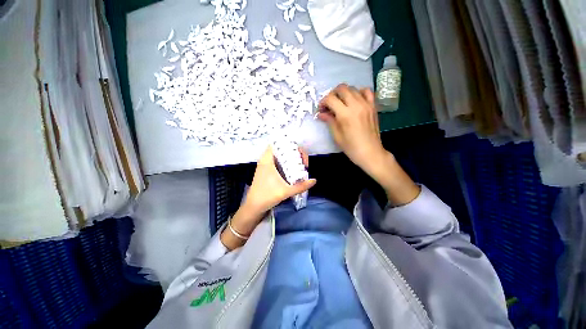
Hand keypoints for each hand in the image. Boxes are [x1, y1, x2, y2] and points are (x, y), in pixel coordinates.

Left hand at [221, 146, 315, 249]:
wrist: (253, 208)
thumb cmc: (266, 197)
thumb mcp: (285, 191)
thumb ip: (301, 186)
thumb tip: (314, 181)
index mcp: (267, 160)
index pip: (277, 144)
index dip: (289, 145)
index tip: (299, 154)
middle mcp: (266, 161)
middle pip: (281, 150)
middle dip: (294, 154)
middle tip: (303, 162)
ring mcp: (266, 167)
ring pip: (280, 157)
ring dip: (291, 160)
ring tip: (301, 166)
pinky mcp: (267, 173)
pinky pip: (279, 164)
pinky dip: (287, 165)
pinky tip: (294, 172)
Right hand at [317, 84, 386, 175]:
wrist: (370, 152)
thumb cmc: (351, 147)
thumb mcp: (336, 135)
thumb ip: (329, 121)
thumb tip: (321, 114)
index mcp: (345, 114)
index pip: (331, 99)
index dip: (323, 102)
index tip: (321, 109)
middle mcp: (356, 105)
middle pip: (341, 88)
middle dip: (332, 94)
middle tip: (329, 105)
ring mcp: (366, 104)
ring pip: (353, 88)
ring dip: (343, 93)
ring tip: (340, 103)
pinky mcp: (373, 106)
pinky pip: (367, 91)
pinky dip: (359, 92)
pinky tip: (354, 99)